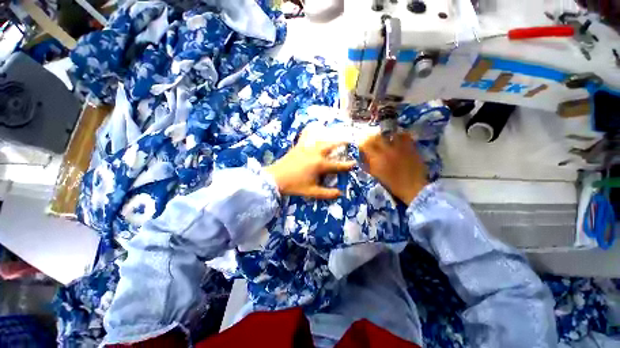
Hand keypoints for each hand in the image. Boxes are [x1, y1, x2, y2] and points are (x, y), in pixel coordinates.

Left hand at [265, 129, 355, 199]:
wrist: (276, 178)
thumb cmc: (294, 185)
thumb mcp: (312, 192)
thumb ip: (327, 193)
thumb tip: (340, 193)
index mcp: (320, 165)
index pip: (338, 165)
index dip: (347, 165)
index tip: (355, 163)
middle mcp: (315, 154)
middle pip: (331, 146)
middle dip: (341, 143)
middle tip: (348, 142)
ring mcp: (306, 148)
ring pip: (321, 140)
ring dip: (330, 138)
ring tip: (335, 136)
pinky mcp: (299, 146)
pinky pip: (305, 136)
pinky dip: (310, 131)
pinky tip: (312, 126)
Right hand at [359, 132, 427, 204]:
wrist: (413, 187)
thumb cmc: (392, 184)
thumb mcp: (376, 175)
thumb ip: (368, 165)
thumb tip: (363, 157)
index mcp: (377, 158)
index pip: (366, 145)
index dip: (363, 144)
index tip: (363, 146)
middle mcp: (387, 150)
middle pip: (377, 137)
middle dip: (373, 138)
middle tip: (373, 142)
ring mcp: (400, 147)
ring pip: (391, 134)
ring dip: (386, 136)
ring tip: (386, 139)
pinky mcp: (410, 147)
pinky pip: (404, 136)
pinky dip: (400, 136)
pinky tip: (398, 140)